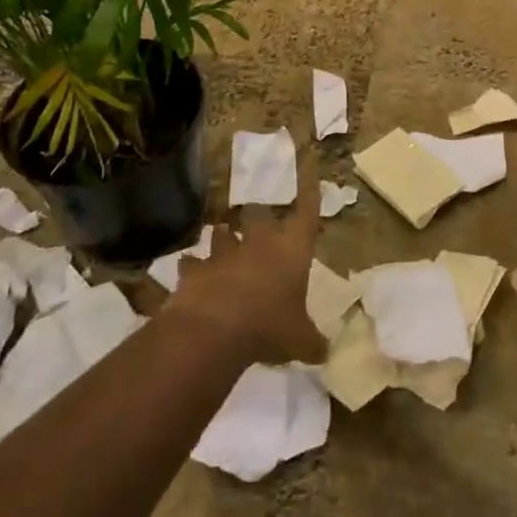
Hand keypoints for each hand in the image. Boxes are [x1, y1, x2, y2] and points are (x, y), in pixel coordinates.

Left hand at [166, 184, 326, 365]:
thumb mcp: (301, 341)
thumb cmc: (269, 327)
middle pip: (259, 213)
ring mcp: (224, 252)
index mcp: (292, 250)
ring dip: (224, 238)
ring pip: (222, 232)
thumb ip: (313, 342)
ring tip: (223, 243)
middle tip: (258, 226)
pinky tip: (190, 274)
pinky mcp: (195, 269)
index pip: (307, 212)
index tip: (309, 162)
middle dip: (258, 218)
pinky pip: (192, 263)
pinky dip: (192, 268)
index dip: (310, 189)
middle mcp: (260, 242)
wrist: (215, 331)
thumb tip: (326, 353)